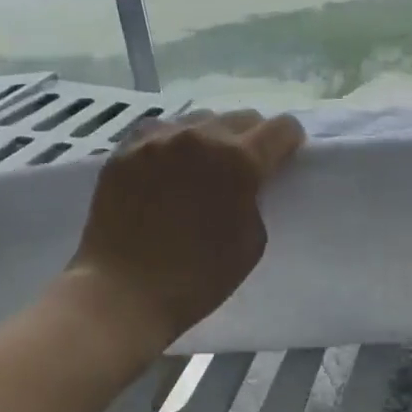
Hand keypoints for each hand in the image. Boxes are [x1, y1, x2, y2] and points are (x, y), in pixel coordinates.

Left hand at [66, 110, 304, 358]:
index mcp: (239, 160)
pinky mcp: (125, 149)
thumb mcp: (252, 241)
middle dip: (252, 138)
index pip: (282, 128)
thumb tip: (249, 182)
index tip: (285, 158)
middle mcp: (201, 137)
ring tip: (203, 165)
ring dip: (212, 137)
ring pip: (200, 120)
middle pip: (242, 118)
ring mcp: (158, 139)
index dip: (290, 142)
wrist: (121, 294)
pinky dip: (173, 142)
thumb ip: (257, 198)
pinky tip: (168, 166)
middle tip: (244, 166)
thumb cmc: (197, 278)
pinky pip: (160, 130)